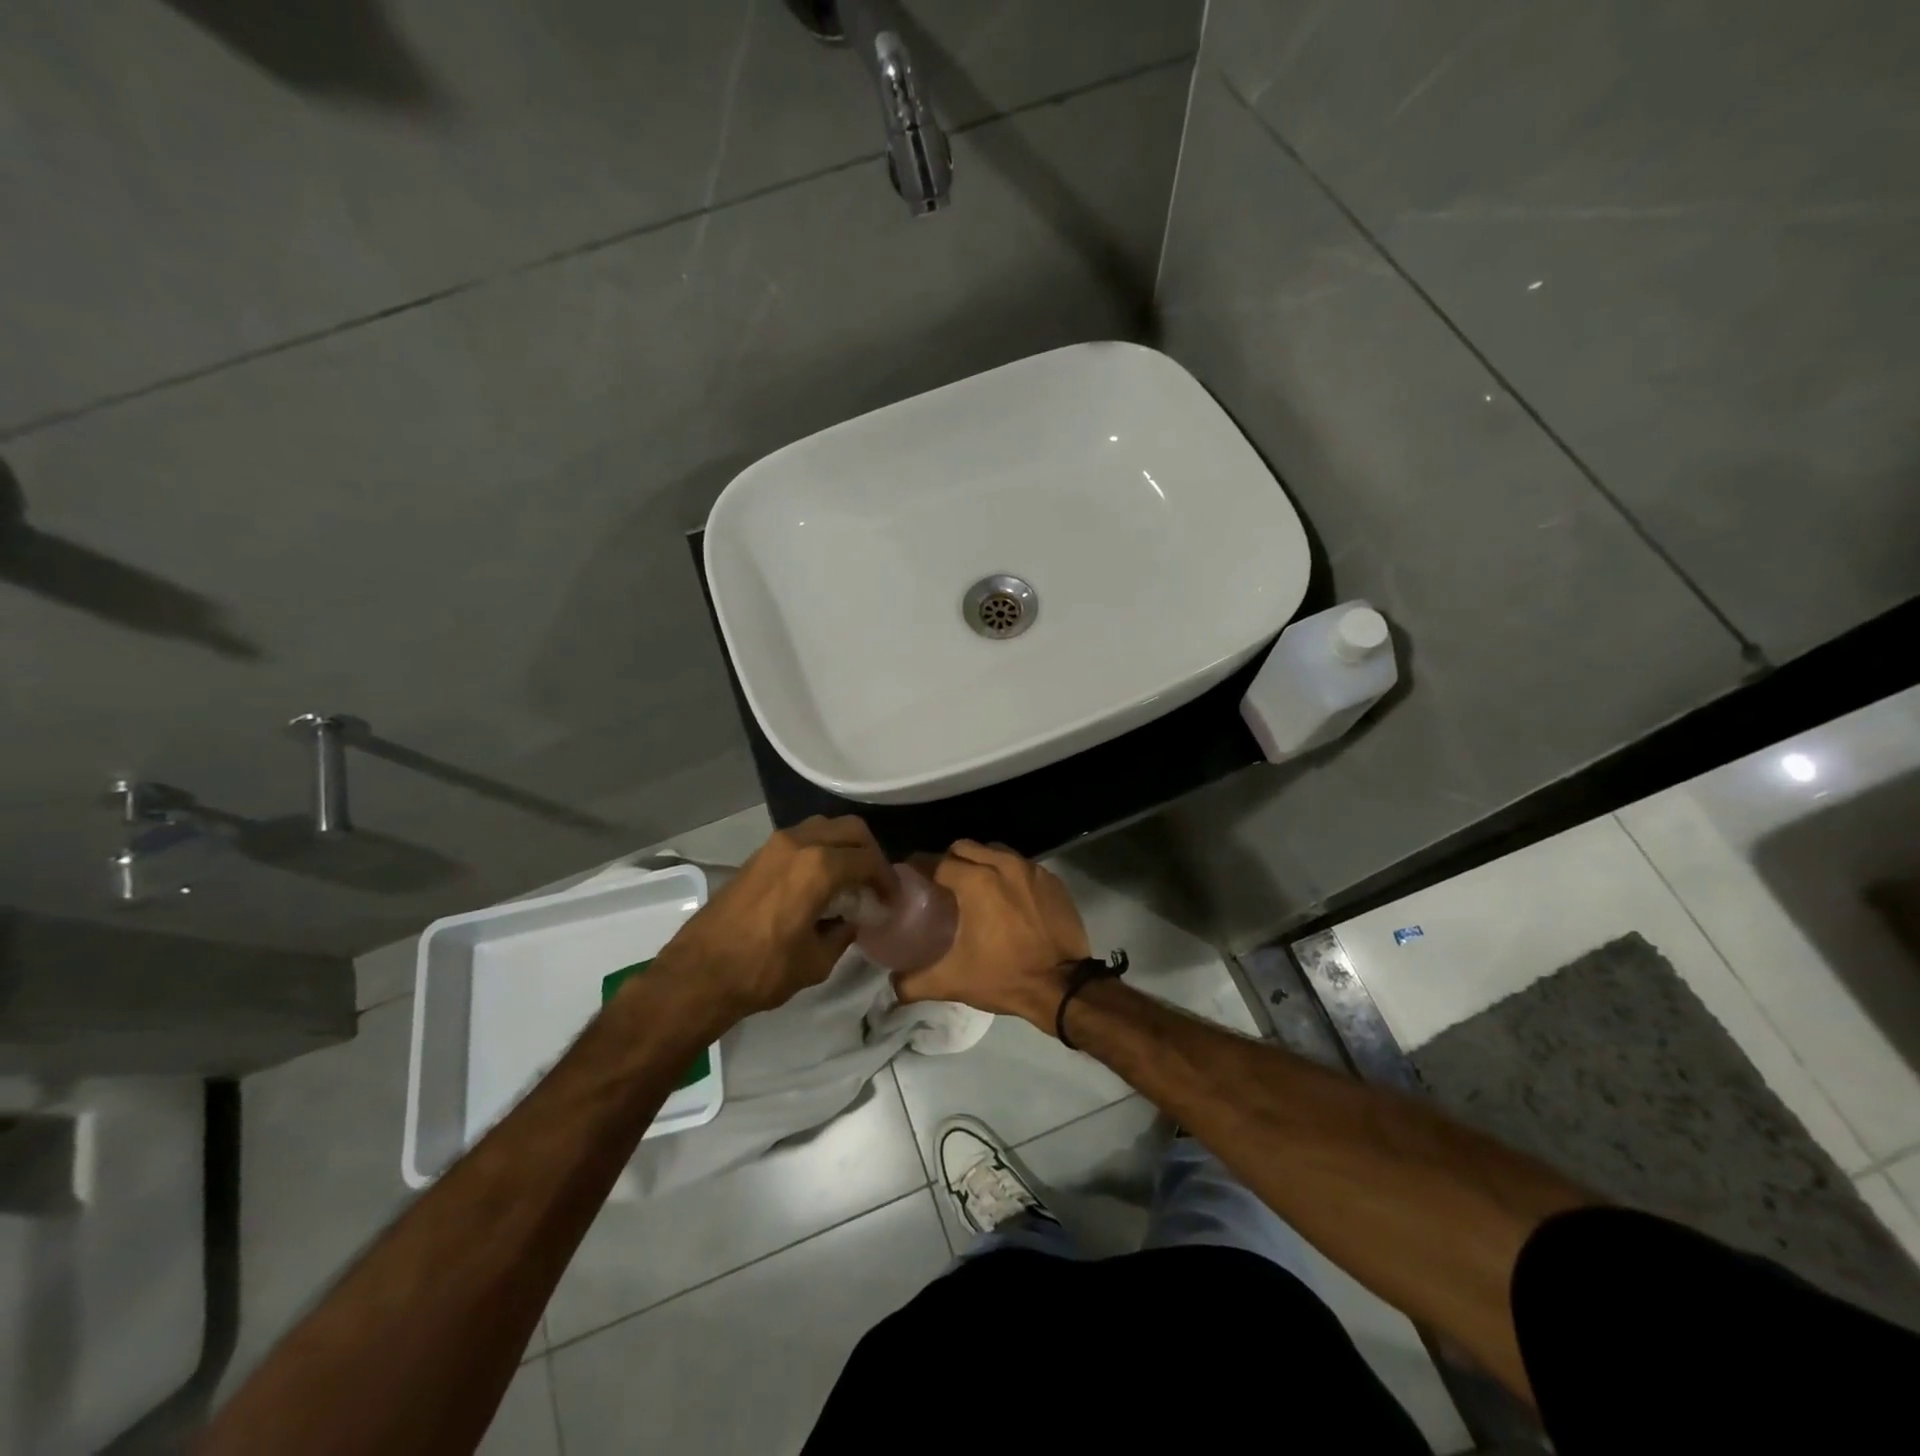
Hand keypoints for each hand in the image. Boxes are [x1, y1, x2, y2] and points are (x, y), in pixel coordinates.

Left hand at [659, 816, 892, 1017]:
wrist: (698, 974)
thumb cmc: (763, 970)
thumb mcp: (817, 959)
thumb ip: (843, 932)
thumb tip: (851, 920)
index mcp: (819, 867)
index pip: (868, 861)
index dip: (886, 880)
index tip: (892, 901)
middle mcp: (800, 843)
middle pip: (850, 830)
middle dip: (870, 853)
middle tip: (875, 884)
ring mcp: (775, 844)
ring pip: (824, 827)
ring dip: (843, 846)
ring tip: (849, 879)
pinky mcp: (758, 855)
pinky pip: (802, 838)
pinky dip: (820, 850)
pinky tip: (820, 881)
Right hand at [892, 840, 1089, 1029]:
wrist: (1063, 987)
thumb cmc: (1005, 976)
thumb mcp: (953, 981)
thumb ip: (914, 982)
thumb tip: (891, 986)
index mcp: (976, 880)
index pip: (937, 862)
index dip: (920, 869)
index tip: (910, 880)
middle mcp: (1003, 864)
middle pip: (965, 848)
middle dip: (950, 860)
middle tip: (941, 885)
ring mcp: (1031, 869)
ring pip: (995, 852)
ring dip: (980, 863)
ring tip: (974, 888)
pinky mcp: (1052, 880)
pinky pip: (1021, 866)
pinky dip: (1008, 875)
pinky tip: (1006, 899)